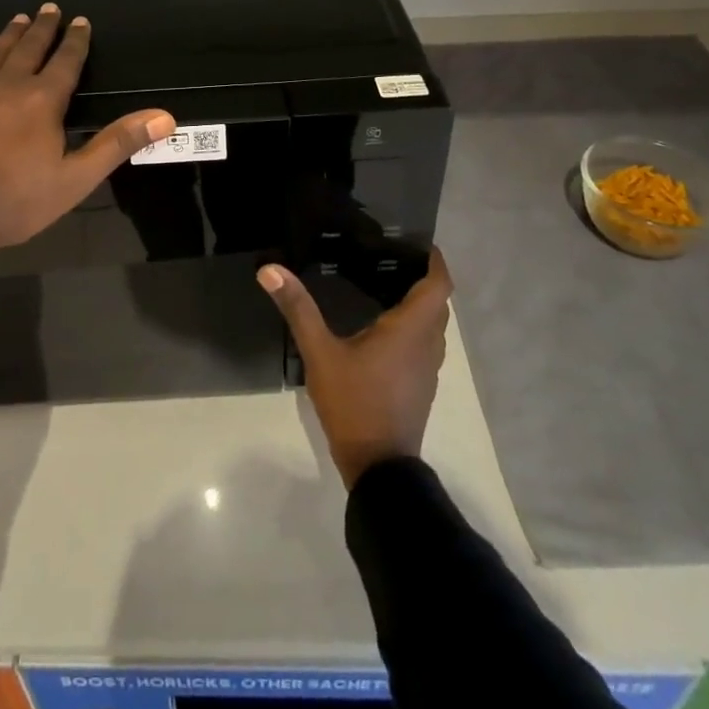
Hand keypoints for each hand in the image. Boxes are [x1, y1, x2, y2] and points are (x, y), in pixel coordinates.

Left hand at [0, 4, 174, 252]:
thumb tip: (164, 117)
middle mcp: (8, 84)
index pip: (65, 61)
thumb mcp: (76, 179)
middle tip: (50, 8)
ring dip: (11, 34)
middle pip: (30, 48)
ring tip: (21, 18)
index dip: (75, 41)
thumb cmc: (15, 201)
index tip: (80, 21)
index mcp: (43, 101)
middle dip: (44, 28)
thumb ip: (117, 143)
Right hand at [257, 248, 453, 488]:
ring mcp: (429, 368)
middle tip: (391, 257)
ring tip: (385, 284)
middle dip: (423, 277)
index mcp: (411, 329)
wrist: (379, 466)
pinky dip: (413, 326)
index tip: (418, 242)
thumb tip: (270, 270)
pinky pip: (425, 343)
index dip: (435, 260)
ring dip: (419, 303)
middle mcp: (428, 344)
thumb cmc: (354, 403)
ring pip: (433, 325)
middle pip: (437, 302)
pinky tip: (382, 327)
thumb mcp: (320, 353)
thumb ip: (298, 309)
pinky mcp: (422, 385)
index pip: (439, 285)